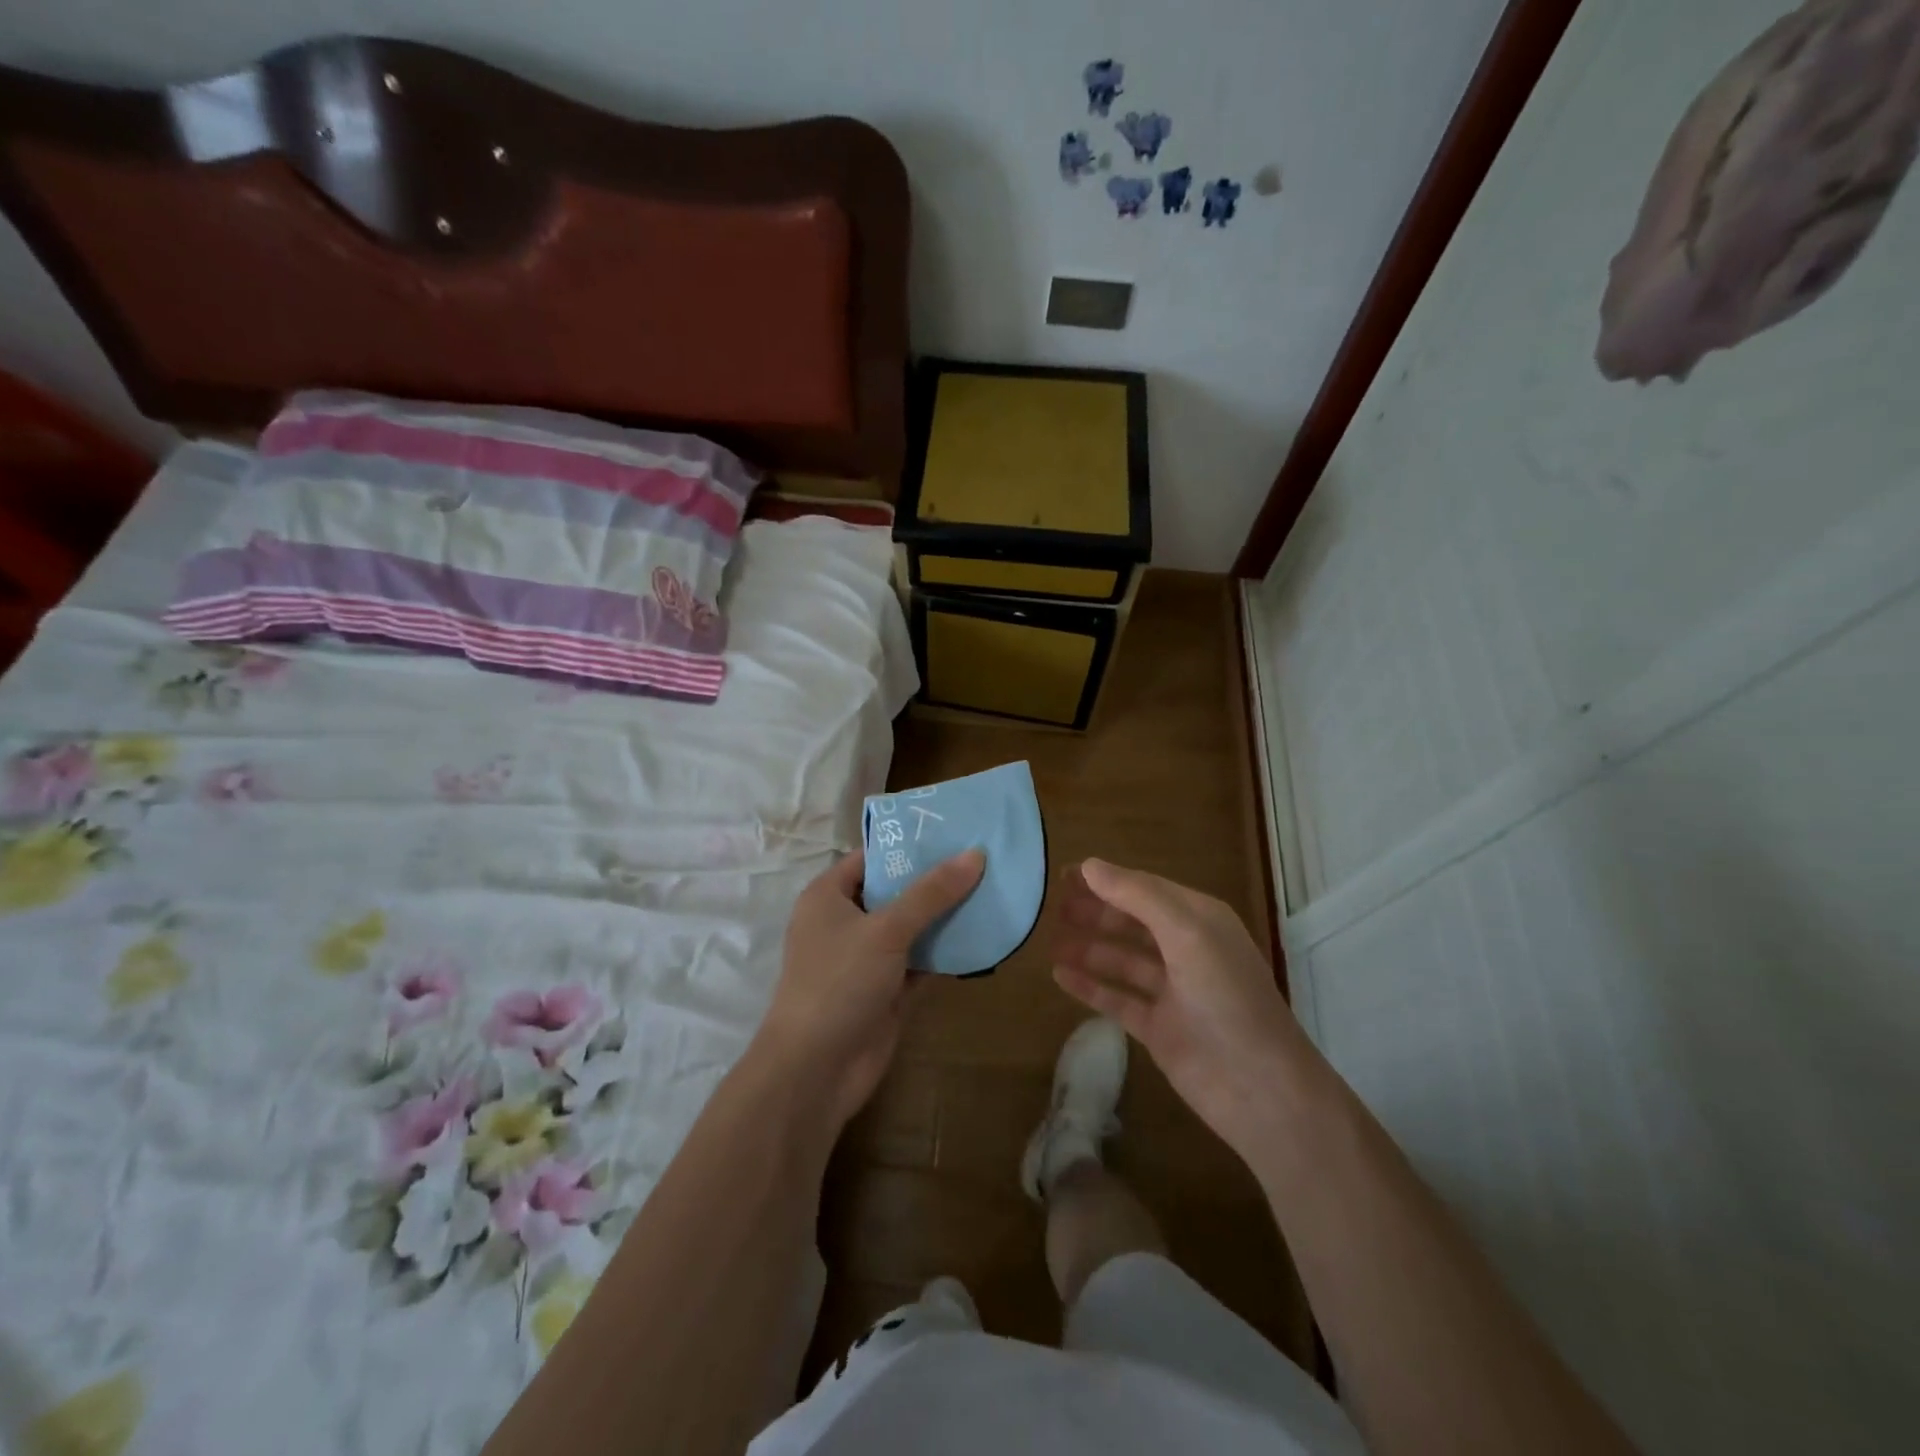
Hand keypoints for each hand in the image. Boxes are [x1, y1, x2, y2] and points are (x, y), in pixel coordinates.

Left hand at [754, 847, 985, 1130]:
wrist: (816, 1070)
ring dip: (946, 916)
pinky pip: (921, 961)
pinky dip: (947, 952)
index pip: (872, 857)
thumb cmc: (839, 982)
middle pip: (896, 891)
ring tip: (992, 889)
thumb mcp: (886, 930)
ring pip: (912, 928)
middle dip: (935, 880)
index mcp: (829, 896)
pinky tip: (984, 936)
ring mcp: (867, 959)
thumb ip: (931, 893)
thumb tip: (975, 854)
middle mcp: (846, 922)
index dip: (909, 845)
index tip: (954, 832)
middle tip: (983, 858)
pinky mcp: (887, 991)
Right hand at [1052, 858, 1308, 1160]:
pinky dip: (1090, 986)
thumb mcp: (1186, 933)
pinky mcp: (1158, 1028)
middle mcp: (1186, 950)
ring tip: (1049, 939)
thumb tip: (1090, 865)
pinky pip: (1117, 999)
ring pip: (1121, 960)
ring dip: (1088, 947)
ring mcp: (1171, 991)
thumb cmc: (1227, 997)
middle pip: (1131, 922)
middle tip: (1051, 907)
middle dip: (1094, 911)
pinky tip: (1058, 975)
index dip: (1105, 880)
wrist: (1259, 1088)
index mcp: (1200, 920)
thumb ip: (1138, 896)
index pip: (1145, 889)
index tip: (1064, 874)